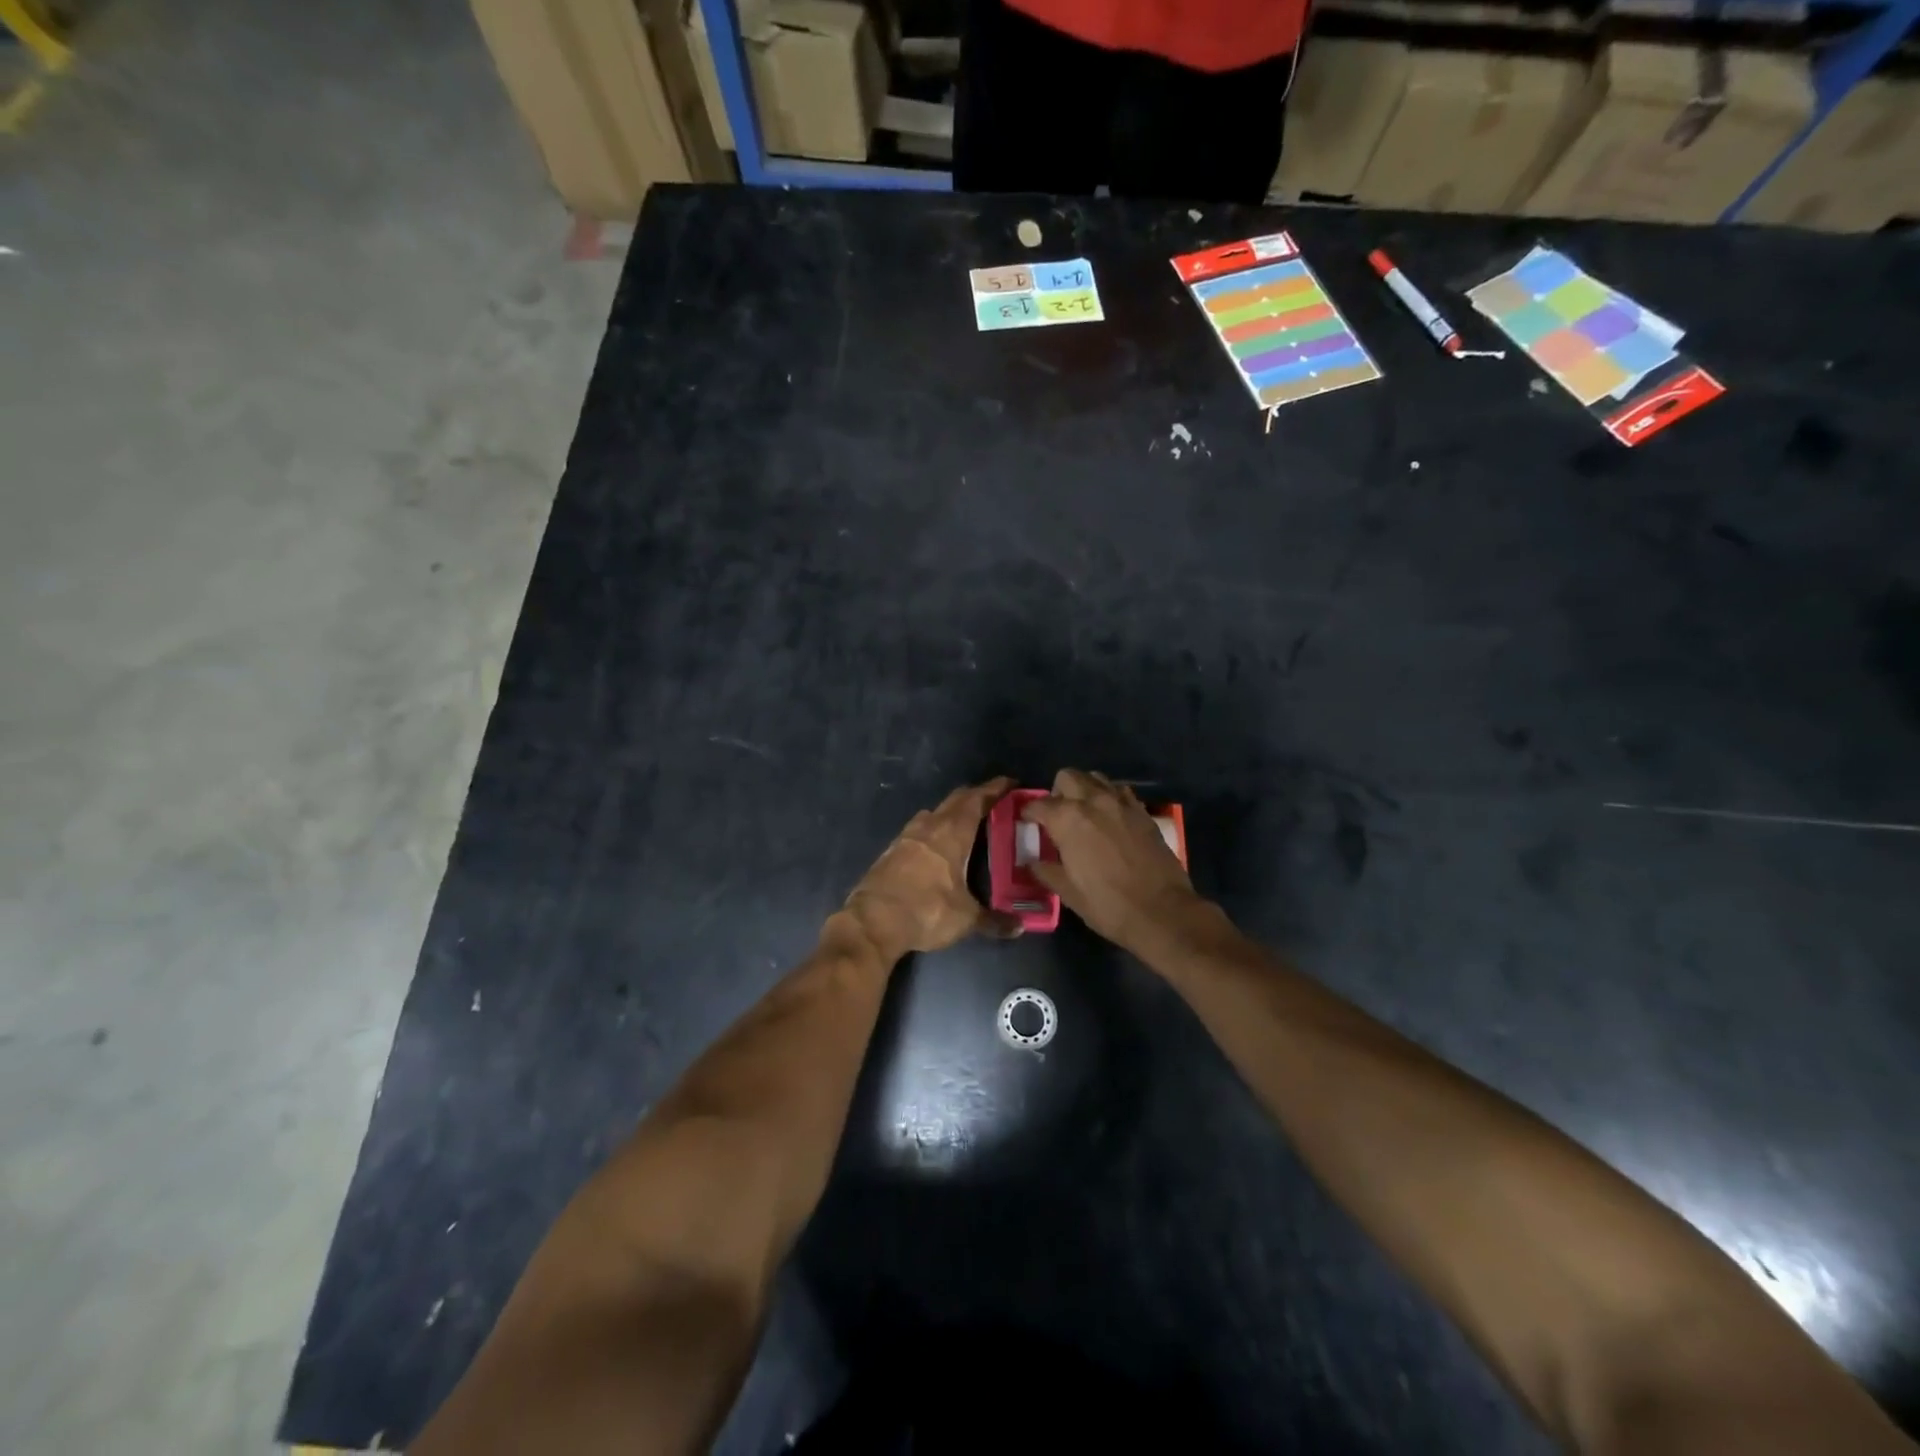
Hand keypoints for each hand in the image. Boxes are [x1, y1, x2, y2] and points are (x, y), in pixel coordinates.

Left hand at [840, 777, 1023, 961]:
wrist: (872, 922)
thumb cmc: (926, 911)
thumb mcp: (965, 919)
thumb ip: (994, 921)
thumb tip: (1019, 927)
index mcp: (951, 833)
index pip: (976, 800)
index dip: (994, 789)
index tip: (1010, 783)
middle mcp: (928, 826)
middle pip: (955, 801)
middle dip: (974, 797)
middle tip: (992, 801)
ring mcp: (906, 837)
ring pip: (933, 813)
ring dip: (950, 812)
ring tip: (964, 823)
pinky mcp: (890, 851)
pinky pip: (917, 830)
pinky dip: (932, 830)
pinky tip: (935, 847)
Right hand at [1021, 769, 1207, 951]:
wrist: (1162, 911)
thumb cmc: (1107, 904)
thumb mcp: (1068, 892)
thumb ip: (1046, 871)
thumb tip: (1033, 862)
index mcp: (1068, 819)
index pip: (1039, 804)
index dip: (1029, 812)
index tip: (1027, 822)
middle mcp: (1093, 801)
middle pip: (1067, 777)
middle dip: (1057, 792)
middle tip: (1057, 816)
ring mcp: (1121, 803)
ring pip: (1096, 778)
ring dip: (1085, 789)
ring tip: (1084, 812)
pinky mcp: (1143, 811)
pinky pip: (1120, 792)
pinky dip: (1110, 797)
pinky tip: (1110, 819)